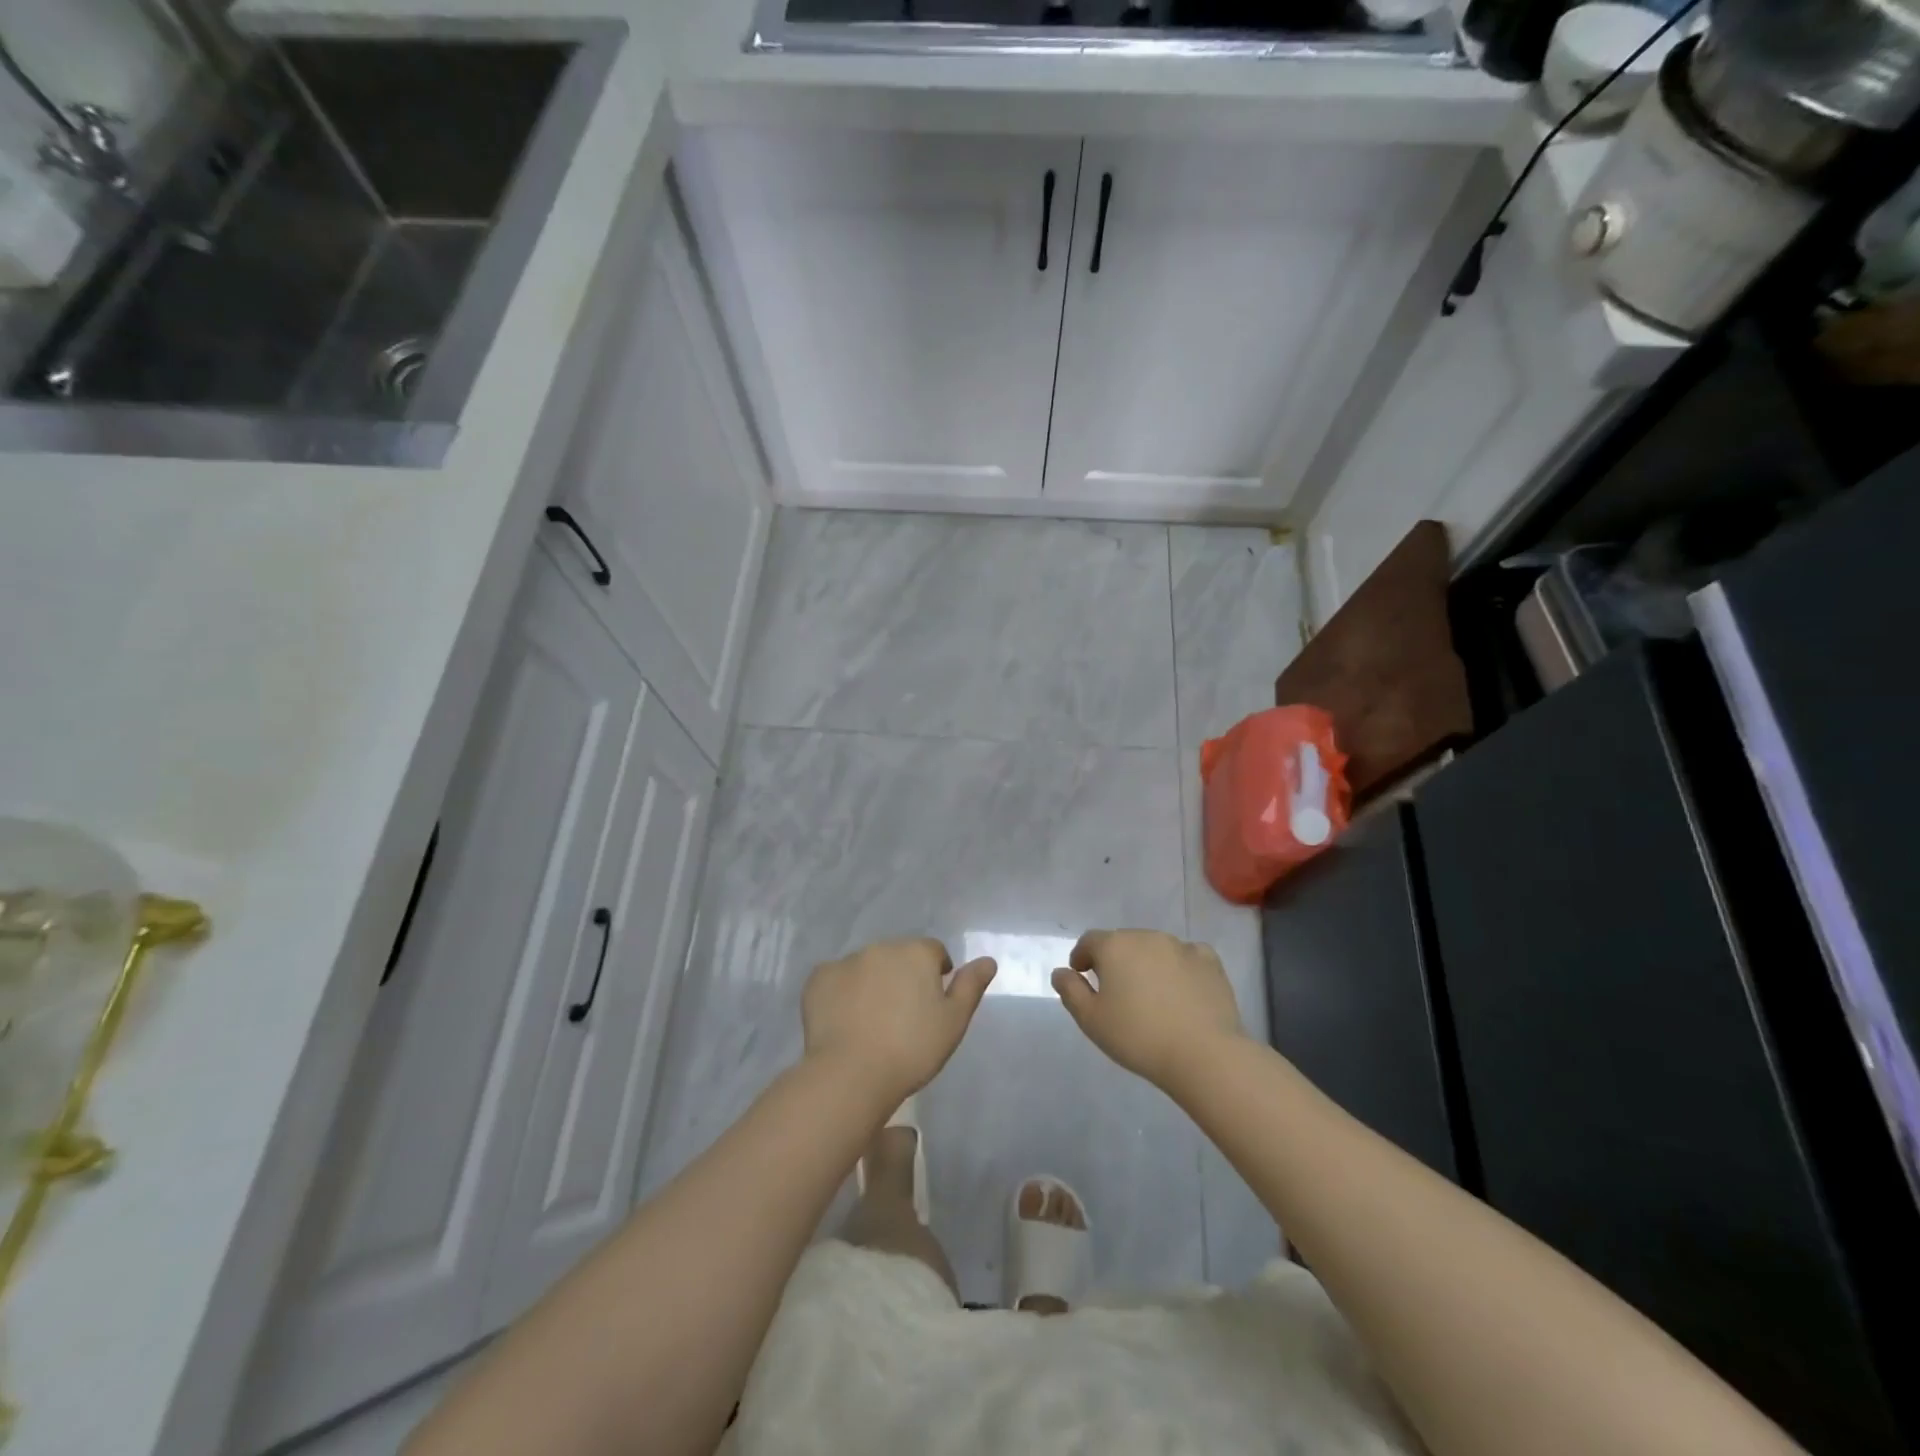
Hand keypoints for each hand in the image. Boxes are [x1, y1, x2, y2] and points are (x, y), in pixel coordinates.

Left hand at [802, 938, 996, 1105]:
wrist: (852, 1074)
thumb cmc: (912, 1049)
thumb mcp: (953, 1022)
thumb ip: (970, 987)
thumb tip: (987, 961)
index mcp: (916, 953)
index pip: (934, 952)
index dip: (936, 974)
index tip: (932, 1004)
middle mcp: (881, 948)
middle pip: (898, 957)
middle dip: (903, 977)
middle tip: (903, 1016)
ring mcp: (846, 961)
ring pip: (866, 967)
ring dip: (873, 983)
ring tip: (872, 1022)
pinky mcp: (818, 979)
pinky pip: (836, 980)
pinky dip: (842, 993)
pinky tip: (844, 1021)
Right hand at [1052, 930, 1242, 1088]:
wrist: (1203, 1054)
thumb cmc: (1138, 1037)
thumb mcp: (1091, 1020)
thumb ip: (1071, 991)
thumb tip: (1061, 972)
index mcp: (1115, 946)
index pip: (1090, 941)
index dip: (1082, 957)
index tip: (1082, 976)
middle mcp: (1147, 937)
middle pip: (1123, 942)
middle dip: (1115, 960)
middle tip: (1115, 990)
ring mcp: (1181, 946)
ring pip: (1155, 948)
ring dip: (1146, 963)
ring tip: (1149, 993)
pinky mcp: (1210, 962)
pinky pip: (1187, 956)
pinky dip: (1179, 966)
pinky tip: (1181, 989)